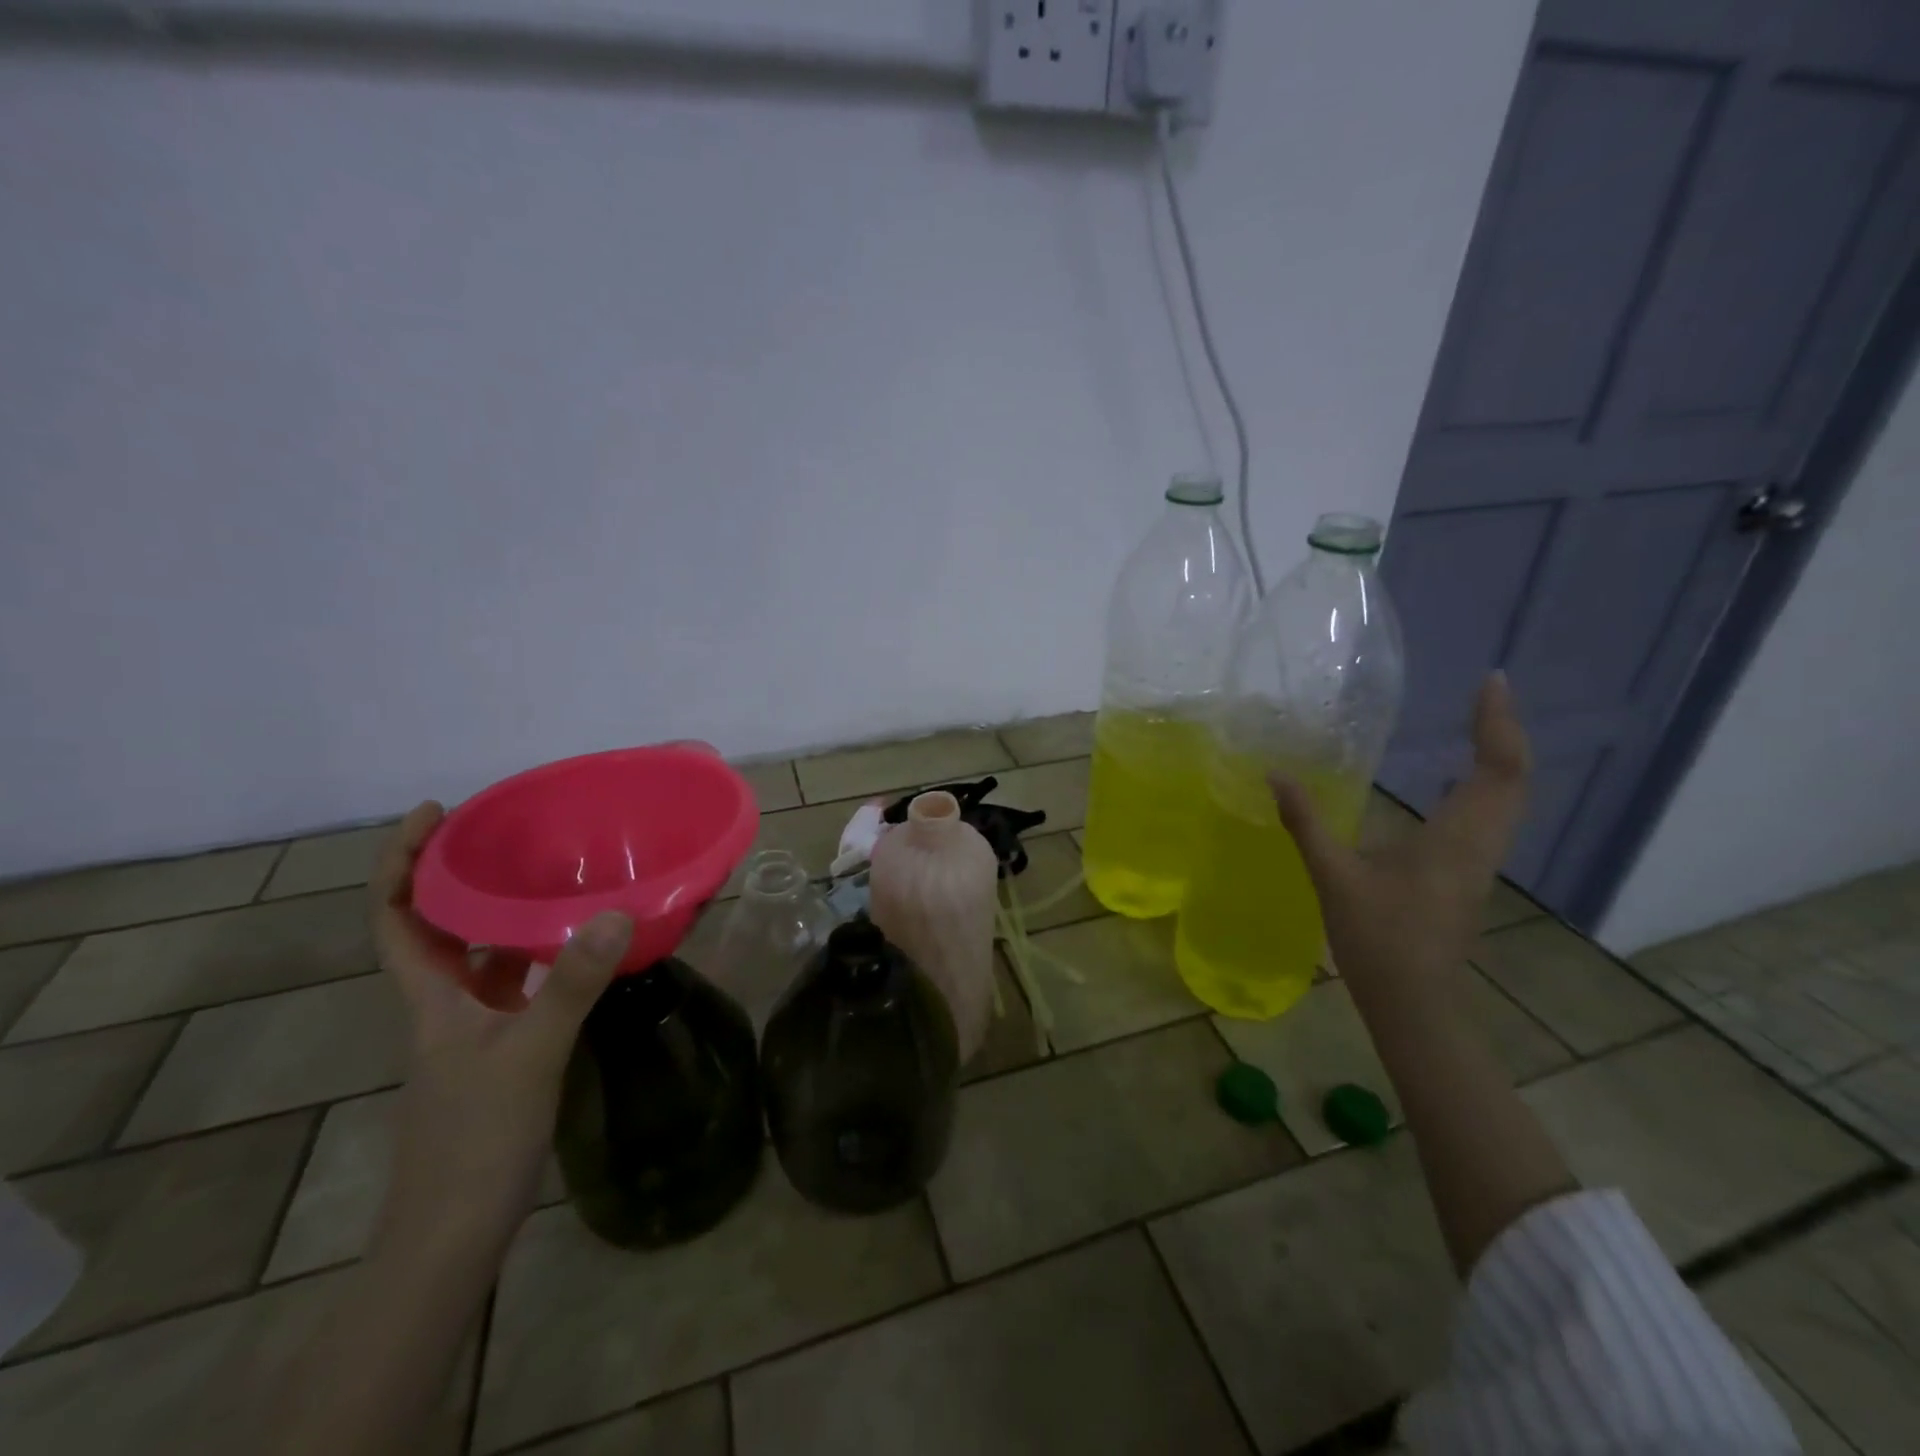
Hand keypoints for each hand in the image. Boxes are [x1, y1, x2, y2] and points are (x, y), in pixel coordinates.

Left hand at [370, 802, 631, 1234]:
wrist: (454, 1234)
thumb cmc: (476, 1140)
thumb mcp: (530, 1054)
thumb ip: (571, 984)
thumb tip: (614, 914)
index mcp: (432, 998)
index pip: (396, 918)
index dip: (402, 863)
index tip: (434, 813)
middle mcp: (445, 1006)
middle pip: (435, 929)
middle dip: (457, 876)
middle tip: (506, 832)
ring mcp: (472, 1032)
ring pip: (478, 958)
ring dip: (500, 915)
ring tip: (547, 876)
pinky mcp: (500, 1052)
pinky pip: (514, 986)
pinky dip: (536, 958)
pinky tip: (576, 949)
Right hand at [1271, 673, 1531, 993]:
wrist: (1415, 1003)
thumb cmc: (1379, 939)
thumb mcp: (1334, 877)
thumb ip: (1306, 823)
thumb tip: (1276, 774)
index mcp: (1456, 838)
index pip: (1497, 768)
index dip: (1497, 723)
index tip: (1490, 682)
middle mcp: (1480, 844)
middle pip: (1513, 779)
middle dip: (1503, 732)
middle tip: (1485, 694)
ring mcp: (1479, 861)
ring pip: (1507, 799)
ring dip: (1498, 757)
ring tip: (1476, 725)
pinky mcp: (1468, 874)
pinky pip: (1491, 816)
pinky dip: (1485, 784)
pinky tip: (1455, 782)